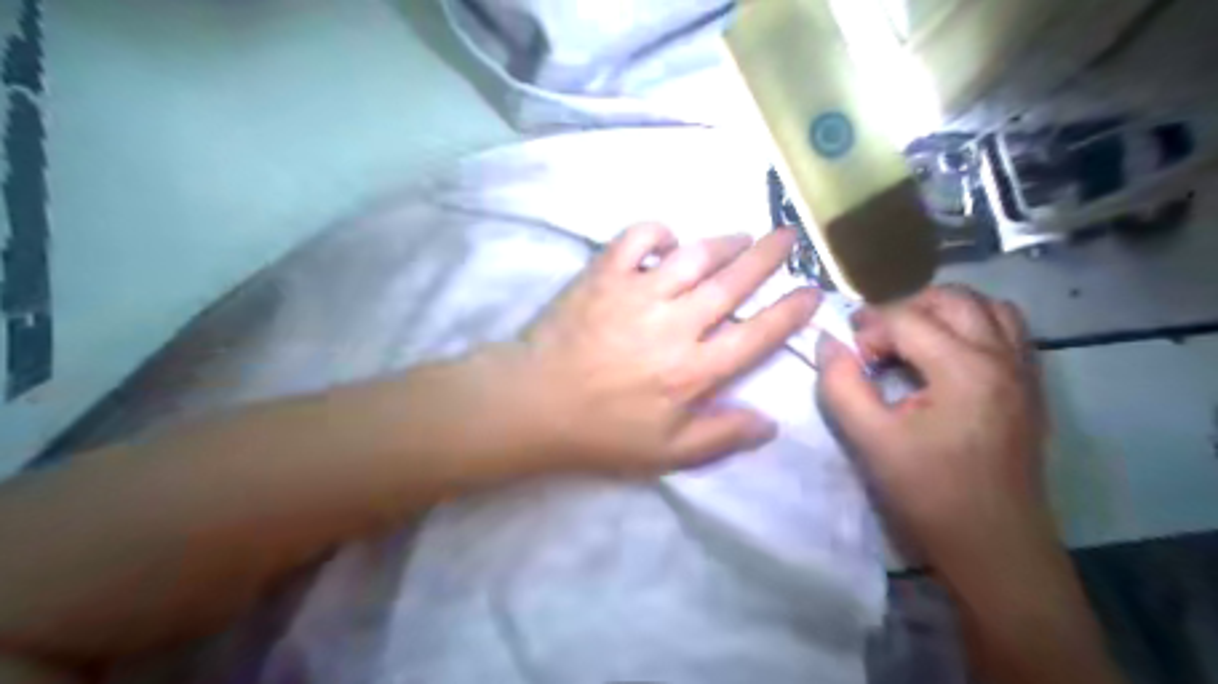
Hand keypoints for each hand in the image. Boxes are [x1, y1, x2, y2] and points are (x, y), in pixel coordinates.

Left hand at [494, 222, 817, 476]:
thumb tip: (771, 424)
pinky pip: (638, 239)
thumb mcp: (665, 453)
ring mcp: (639, 293)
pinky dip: (658, 233)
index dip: (789, 311)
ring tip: (741, 236)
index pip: (756, 335)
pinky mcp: (604, 275)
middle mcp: (675, 324)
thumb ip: (721, 437)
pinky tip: (668, 242)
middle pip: (733, 283)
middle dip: (768, 256)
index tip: (812, 290)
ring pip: (695, 255)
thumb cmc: (601, 432)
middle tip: (789, 237)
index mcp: (693, 370)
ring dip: (724, 242)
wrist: (533, 402)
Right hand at [818, 287, 1057, 574]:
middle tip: (878, 343)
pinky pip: (1008, 332)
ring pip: (987, 307)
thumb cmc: (929, 494)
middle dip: (905, 310)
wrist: (995, 547)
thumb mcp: (870, 440)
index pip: (906, 318)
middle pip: (951, 298)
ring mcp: (1025, 371)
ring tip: (914, 342)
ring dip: (944, 312)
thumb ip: (841, 385)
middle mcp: (1002, 357)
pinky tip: (949, 358)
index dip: (868, 330)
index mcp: (964, 369)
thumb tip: (828, 343)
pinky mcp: (1031, 388)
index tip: (852, 360)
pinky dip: (975, 327)